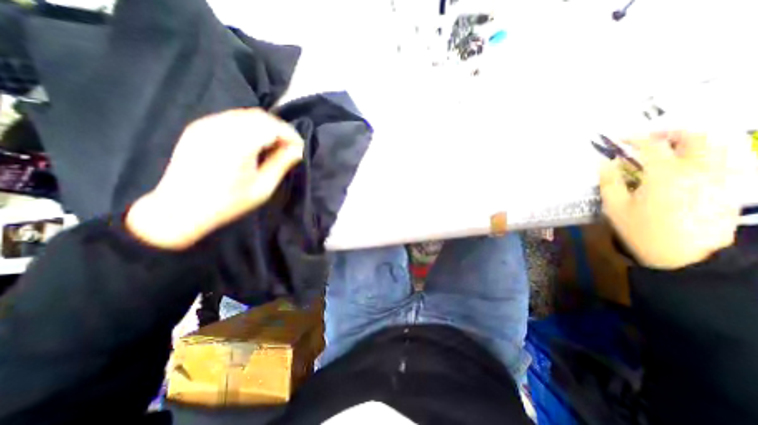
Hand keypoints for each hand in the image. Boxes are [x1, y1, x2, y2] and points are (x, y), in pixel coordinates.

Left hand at [124, 107, 304, 250]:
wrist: (179, 209)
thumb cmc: (227, 203)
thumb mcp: (262, 188)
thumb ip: (281, 164)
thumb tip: (298, 150)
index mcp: (238, 143)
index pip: (272, 126)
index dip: (290, 134)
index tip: (300, 148)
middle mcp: (221, 127)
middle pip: (260, 116)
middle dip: (279, 129)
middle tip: (289, 147)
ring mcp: (206, 124)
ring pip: (246, 115)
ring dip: (265, 127)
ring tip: (274, 146)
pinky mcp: (198, 127)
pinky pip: (232, 118)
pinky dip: (249, 126)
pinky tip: (253, 143)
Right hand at [598, 131, 750, 267]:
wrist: (687, 258)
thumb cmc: (643, 231)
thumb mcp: (615, 208)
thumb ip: (609, 182)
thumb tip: (606, 163)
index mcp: (665, 174)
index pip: (652, 145)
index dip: (635, 138)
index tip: (620, 139)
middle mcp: (697, 170)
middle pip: (694, 138)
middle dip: (670, 133)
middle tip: (650, 139)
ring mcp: (718, 179)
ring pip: (716, 147)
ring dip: (691, 142)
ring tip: (669, 150)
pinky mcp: (727, 189)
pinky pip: (722, 162)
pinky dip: (704, 156)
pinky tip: (686, 167)